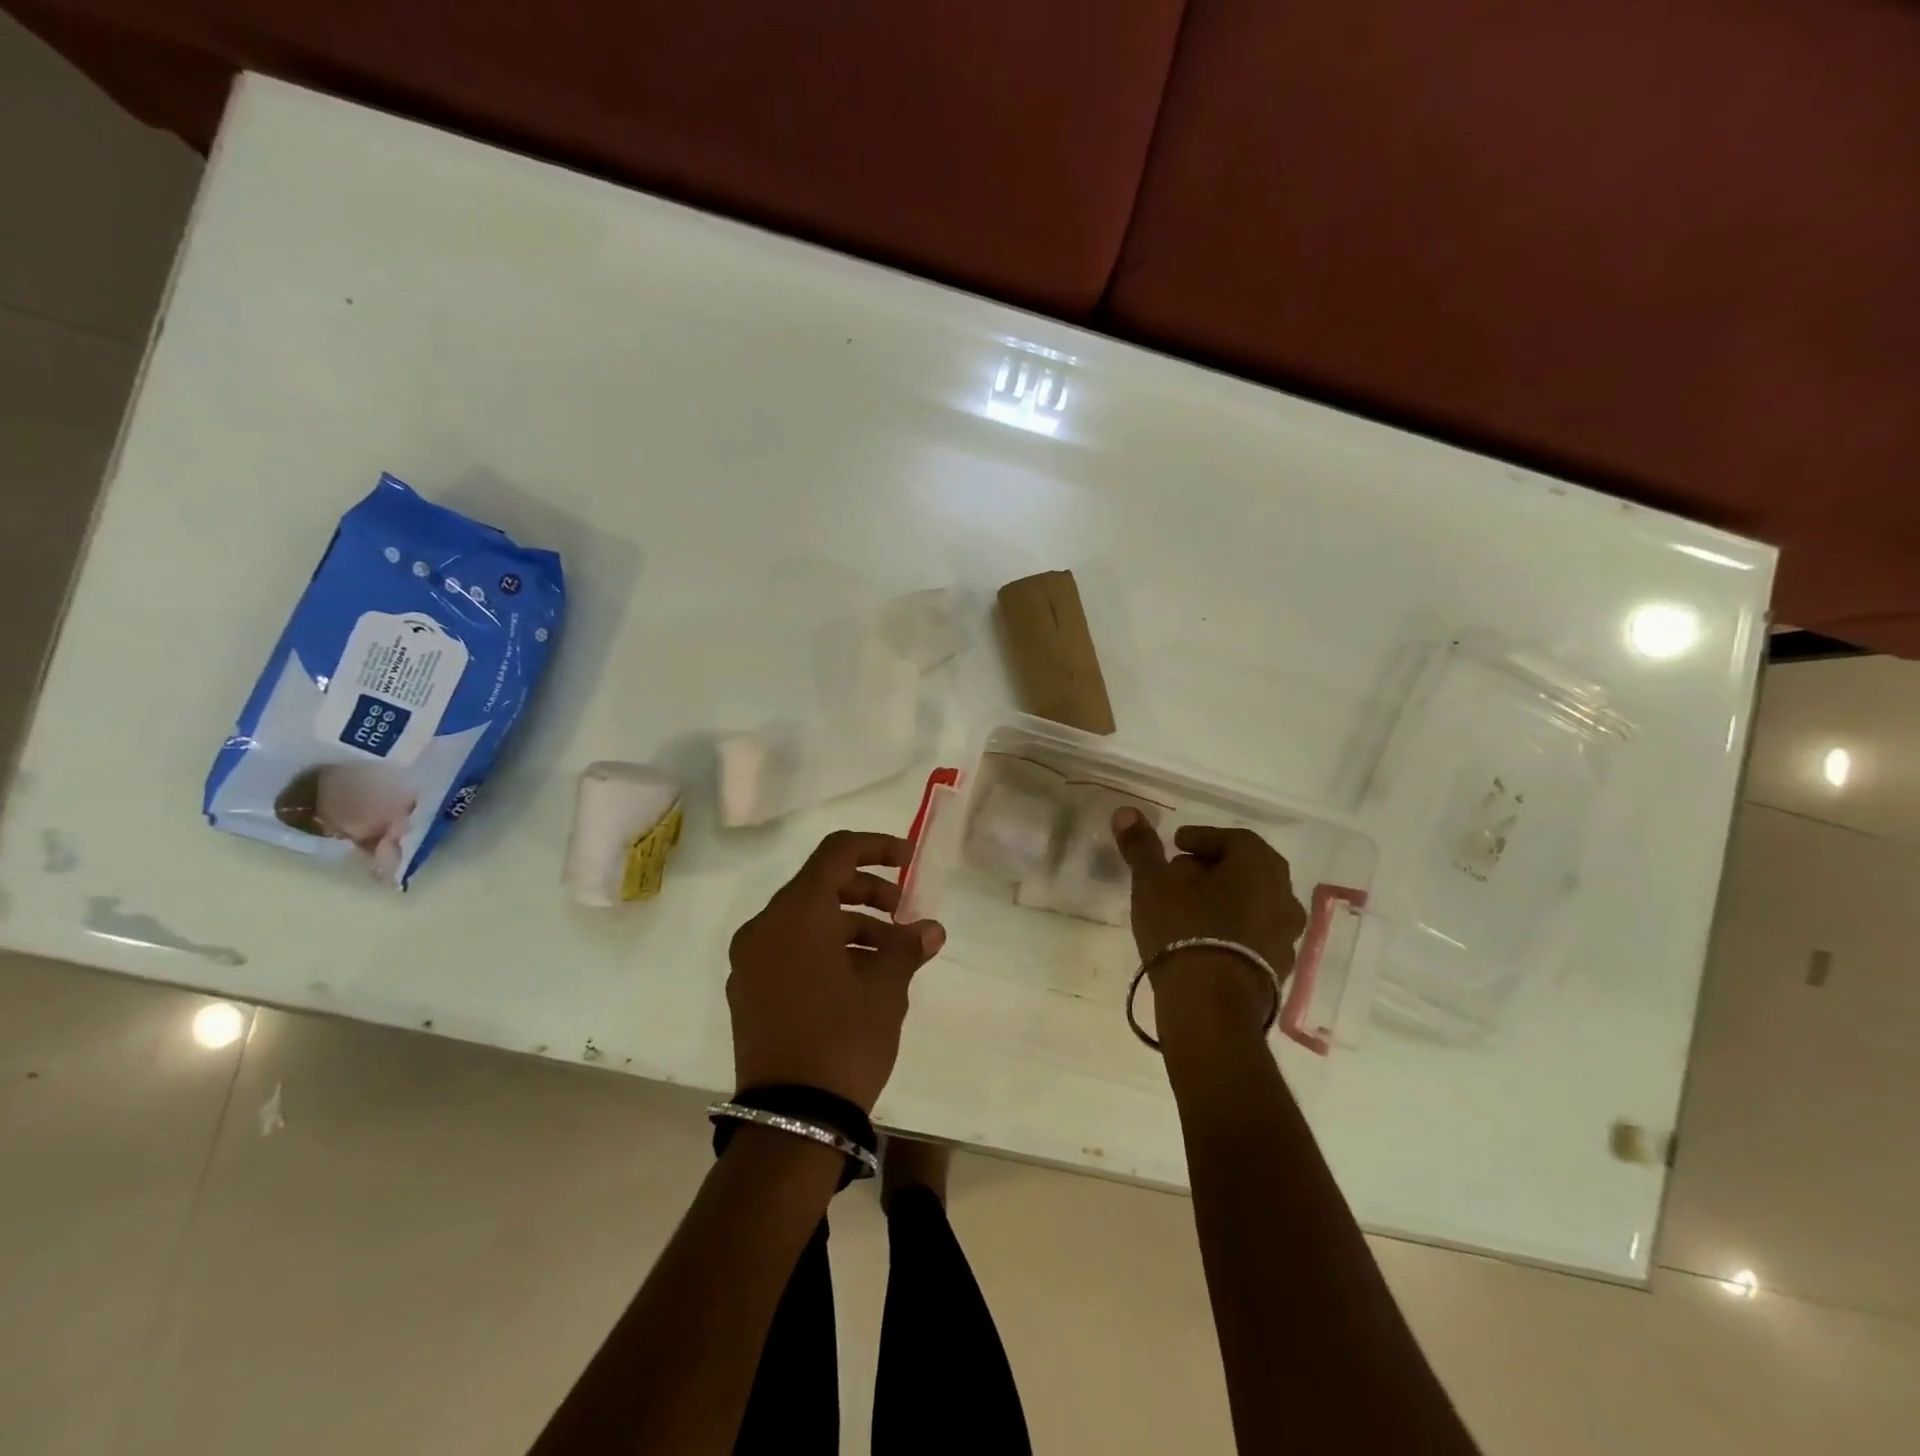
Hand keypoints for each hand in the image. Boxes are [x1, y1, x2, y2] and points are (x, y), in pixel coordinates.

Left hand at [727, 830, 945, 1112]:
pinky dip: (823, 947)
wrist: (791, 1120)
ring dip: (849, 924)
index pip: (836, 852)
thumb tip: (931, 929)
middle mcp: (765, 926)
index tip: (909, 860)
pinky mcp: (747, 990)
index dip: (876, 847)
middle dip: (866, 892)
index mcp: (797, 913)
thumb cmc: (844, 1040)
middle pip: (819, 884)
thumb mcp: (885, 990)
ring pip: (805, 919)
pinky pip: (788, 948)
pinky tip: (856, 977)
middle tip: (901, 913)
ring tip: (888, 955)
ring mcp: (750, 960)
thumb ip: (907, 947)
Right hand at [1111, 809, 1307, 1009]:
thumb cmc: (1183, 928)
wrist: (1210, 1005)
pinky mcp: (1279, 967)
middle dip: (1214, 867)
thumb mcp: (1152, 882)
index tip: (1176, 845)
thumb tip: (1126, 811)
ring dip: (1225, 898)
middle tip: (1181, 873)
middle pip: (1246, 869)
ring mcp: (1287, 933)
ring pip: (1253, 902)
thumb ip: (1142, 846)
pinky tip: (1206, 939)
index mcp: (1258, 864)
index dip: (1201, 838)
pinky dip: (1233, 927)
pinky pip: (1255, 933)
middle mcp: (1283, 893)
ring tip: (1191, 908)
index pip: (1232, 838)